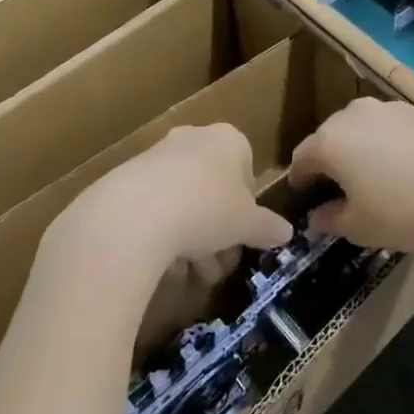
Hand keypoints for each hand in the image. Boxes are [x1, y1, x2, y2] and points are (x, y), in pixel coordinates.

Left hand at [43, 125, 293, 289]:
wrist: (134, 214)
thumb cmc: (207, 209)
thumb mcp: (248, 224)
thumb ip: (268, 227)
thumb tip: (286, 233)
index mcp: (228, 139)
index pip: (246, 169)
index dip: (248, 207)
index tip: (243, 235)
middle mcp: (193, 138)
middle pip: (214, 187)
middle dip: (219, 230)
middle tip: (220, 265)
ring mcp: (157, 156)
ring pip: (184, 199)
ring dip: (192, 238)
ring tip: (193, 276)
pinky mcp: (127, 178)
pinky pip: (154, 207)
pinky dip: (162, 234)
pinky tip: (164, 266)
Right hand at [290, 99, 413, 255]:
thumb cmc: (404, 211)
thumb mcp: (360, 227)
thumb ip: (332, 219)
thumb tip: (318, 216)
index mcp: (331, 141)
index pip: (302, 157)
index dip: (300, 179)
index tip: (304, 195)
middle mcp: (355, 115)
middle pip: (331, 136)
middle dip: (330, 159)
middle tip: (338, 187)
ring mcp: (391, 108)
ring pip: (364, 127)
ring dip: (362, 148)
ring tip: (375, 176)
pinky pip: (394, 127)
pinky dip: (392, 144)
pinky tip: (408, 167)